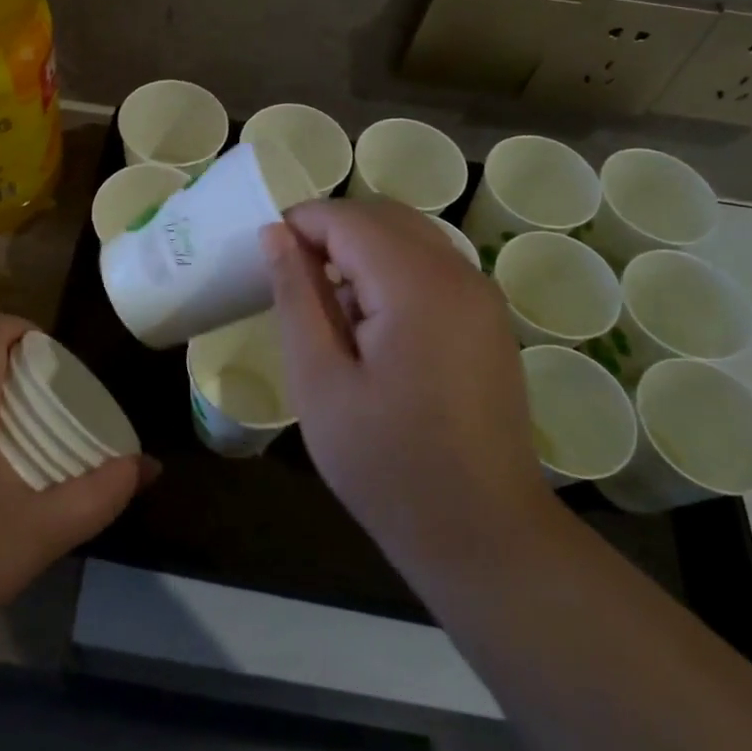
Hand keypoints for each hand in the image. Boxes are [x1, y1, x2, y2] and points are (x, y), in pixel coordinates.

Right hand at [262, 200, 551, 575]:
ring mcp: (481, 297)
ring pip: (409, 238)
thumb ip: (296, 297)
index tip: (264, 255)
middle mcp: (459, 275)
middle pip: (384, 217)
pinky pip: (431, 268)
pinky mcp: (487, 320)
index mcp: (417, 285)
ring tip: (325, 307)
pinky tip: (368, 326)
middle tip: (289, 278)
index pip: (348, 218)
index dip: (300, 223)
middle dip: (329, 231)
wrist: (481, 533)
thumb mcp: (319, 381)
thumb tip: (275, 234)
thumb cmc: (386, 463)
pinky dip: (390, 273)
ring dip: (360, 251)